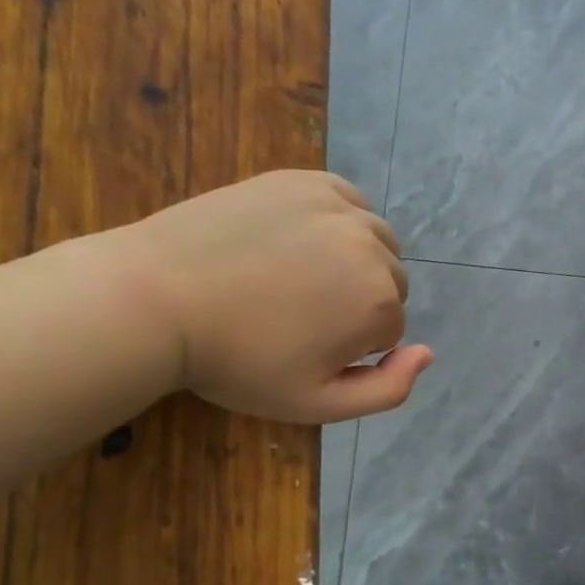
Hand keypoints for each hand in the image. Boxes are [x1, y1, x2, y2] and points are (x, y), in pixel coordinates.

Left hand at [107, 171, 431, 422]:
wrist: (156, 298)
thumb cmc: (237, 362)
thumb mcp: (315, 404)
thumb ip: (387, 390)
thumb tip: (429, 353)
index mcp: (379, 303)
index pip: (391, 329)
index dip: (351, 346)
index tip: (304, 347)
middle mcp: (372, 248)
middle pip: (390, 282)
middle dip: (358, 301)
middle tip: (298, 314)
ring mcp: (340, 207)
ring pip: (375, 241)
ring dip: (353, 260)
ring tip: (298, 277)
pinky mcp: (307, 180)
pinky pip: (349, 203)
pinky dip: (338, 222)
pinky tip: (299, 241)